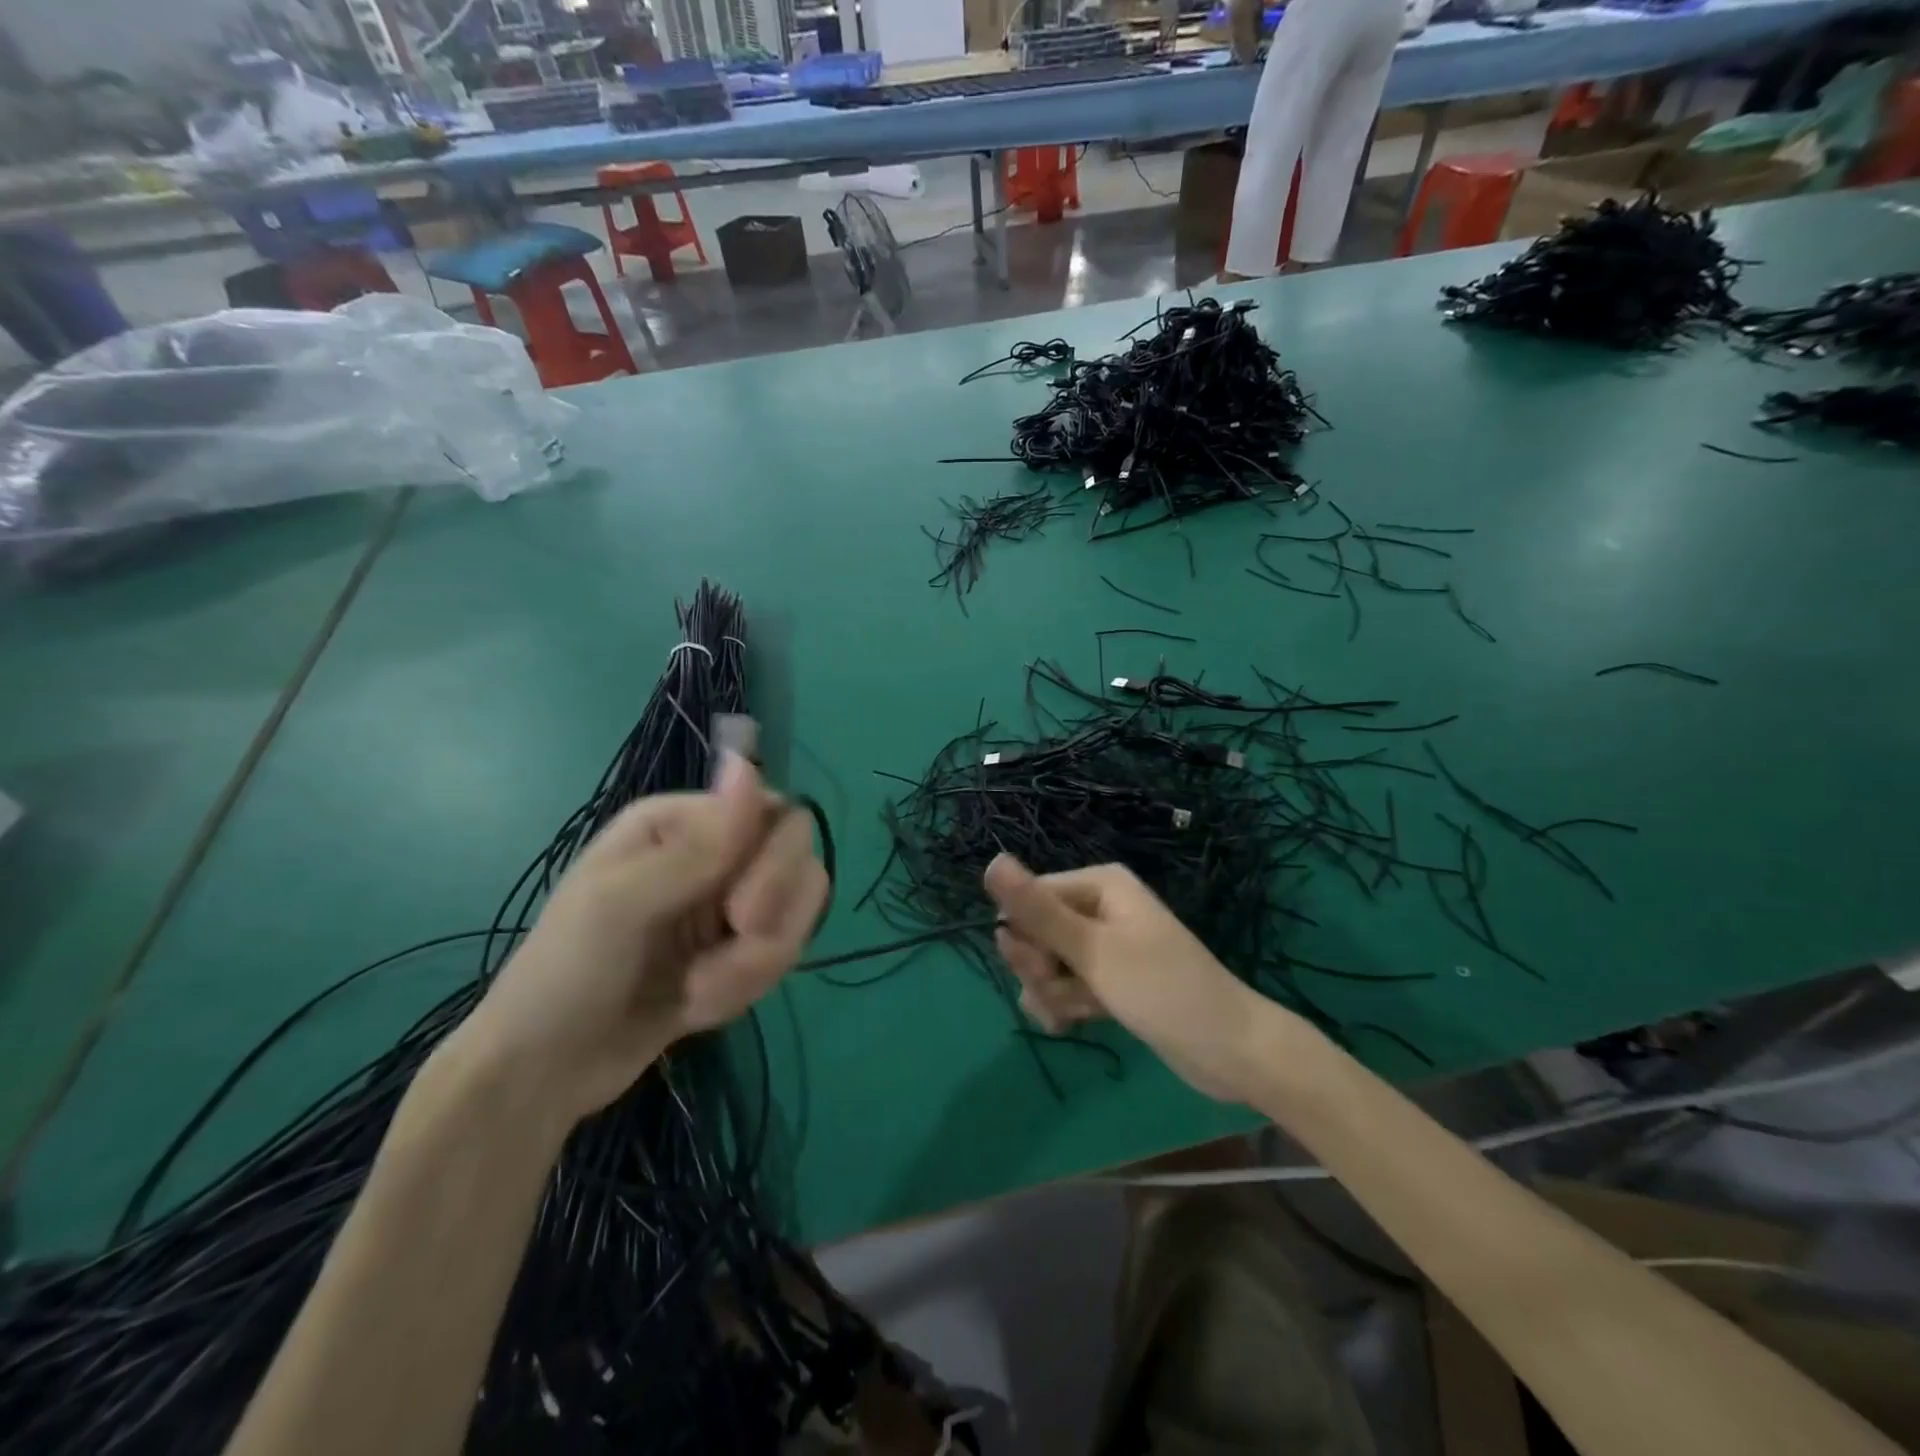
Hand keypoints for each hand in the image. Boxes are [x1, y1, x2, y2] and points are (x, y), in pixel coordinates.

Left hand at [460, 752, 826, 1121]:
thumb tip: (747, 764)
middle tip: (716, 968)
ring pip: (798, 913)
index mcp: (683, 821)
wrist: (545, 1072)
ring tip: (697, 994)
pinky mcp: (738, 949)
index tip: (740, 917)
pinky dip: (748, 986)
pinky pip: (782, 953)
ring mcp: (730, 901)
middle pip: (799, 862)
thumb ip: (696, 846)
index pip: (779, 816)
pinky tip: (698, 1005)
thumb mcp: (622, 905)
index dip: (777, 865)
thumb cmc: (566, 973)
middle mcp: (716, 851)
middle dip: (770, 924)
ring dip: (755, 964)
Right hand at [984, 854, 1270, 1102]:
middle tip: (1066, 993)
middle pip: (1035, 932)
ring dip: (1051, 993)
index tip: (1041, 969)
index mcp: (1098, 884)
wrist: (1230, 1051)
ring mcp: (1104, 945)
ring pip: (1047, 963)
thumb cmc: (1162, 989)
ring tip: (1077, 1015)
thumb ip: (1038, 910)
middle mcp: (1098, 907)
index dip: (1025, 937)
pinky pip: (1066, 984)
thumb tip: (990, 861)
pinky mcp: (1109, 980)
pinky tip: (1074, 1025)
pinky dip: (1065, 1005)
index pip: (1029, 899)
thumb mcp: (1093, 950)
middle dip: (1040, 970)